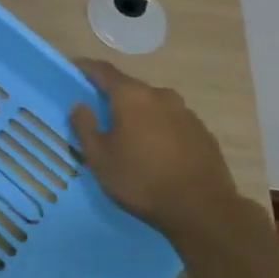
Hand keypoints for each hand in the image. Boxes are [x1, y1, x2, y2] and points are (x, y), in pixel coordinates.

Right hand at [69, 59, 240, 233]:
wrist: (202, 209)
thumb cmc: (141, 179)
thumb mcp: (99, 157)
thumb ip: (85, 126)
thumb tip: (80, 105)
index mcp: (132, 96)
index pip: (104, 71)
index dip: (87, 68)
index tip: (75, 68)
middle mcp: (161, 96)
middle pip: (131, 88)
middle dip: (114, 96)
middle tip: (100, 112)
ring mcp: (186, 113)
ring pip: (154, 105)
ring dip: (139, 113)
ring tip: (129, 135)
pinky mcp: (203, 133)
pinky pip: (173, 122)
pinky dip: (159, 128)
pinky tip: (156, 151)